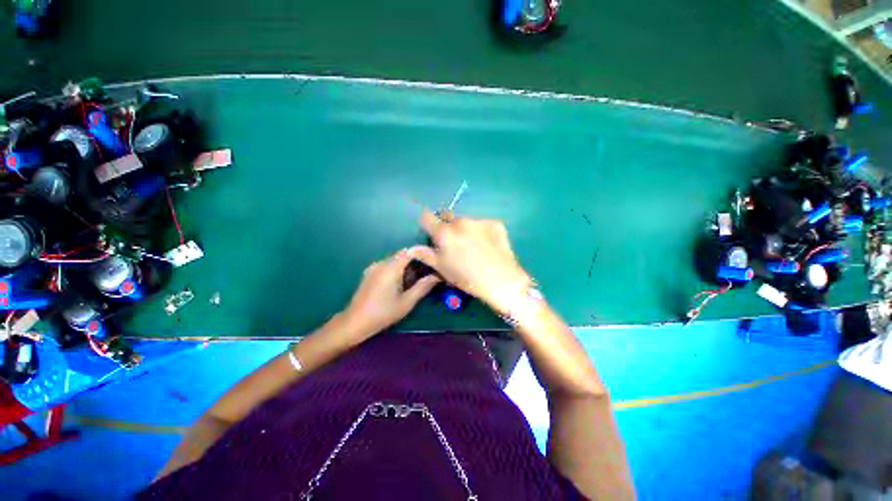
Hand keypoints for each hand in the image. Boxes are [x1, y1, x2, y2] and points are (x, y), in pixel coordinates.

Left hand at [340, 246, 440, 339]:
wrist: (354, 322)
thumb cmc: (383, 313)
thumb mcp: (407, 302)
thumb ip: (423, 287)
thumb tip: (437, 276)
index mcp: (391, 268)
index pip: (410, 251)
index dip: (423, 254)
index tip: (433, 261)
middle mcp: (381, 263)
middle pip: (402, 255)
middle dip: (415, 262)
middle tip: (427, 273)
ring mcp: (373, 267)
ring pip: (395, 260)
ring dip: (406, 266)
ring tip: (415, 280)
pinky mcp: (369, 273)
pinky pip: (387, 266)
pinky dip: (396, 270)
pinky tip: (400, 284)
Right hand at [413, 209, 531, 313]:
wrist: (502, 281)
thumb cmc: (467, 278)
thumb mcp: (443, 269)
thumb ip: (426, 255)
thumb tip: (411, 248)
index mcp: (445, 233)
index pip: (427, 217)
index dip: (426, 222)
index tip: (431, 230)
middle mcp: (461, 222)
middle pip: (448, 218)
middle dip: (448, 228)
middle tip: (455, 245)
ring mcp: (479, 221)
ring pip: (466, 222)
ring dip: (465, 230)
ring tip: (474, 247)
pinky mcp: (495, 223)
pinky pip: (482, 224)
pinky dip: (481, 232)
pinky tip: (487, 246)